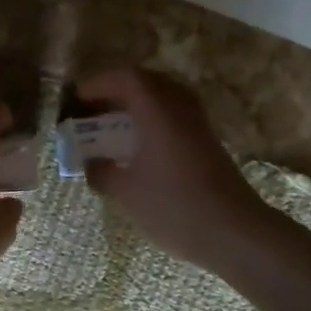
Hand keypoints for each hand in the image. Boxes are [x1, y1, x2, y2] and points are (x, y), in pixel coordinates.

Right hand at [75, 68, 273, 272]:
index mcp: (157, 111)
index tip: (76, 100)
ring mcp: (198, 123)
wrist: (234, 232)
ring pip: (163, 97)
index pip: (126, 78)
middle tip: (92, 111)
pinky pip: (174, 114)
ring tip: (112, 127)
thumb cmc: (174, 207)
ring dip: (135, 105)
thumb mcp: (126, 193)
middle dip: (115, 91)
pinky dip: (151, 119)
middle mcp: (180, 108)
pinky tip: (138, 146)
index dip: (98, 84)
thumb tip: (91, 163)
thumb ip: (101, 172)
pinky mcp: (207, 141)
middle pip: (146, 82)